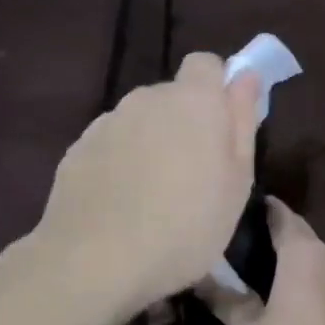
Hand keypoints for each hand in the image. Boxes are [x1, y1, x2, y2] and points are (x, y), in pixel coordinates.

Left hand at [36, 53, 261, 311]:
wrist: (95, 261)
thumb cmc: (186, 225)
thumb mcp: (237, 181)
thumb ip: (242, 121)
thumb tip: (246, 77)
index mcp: (194, 100)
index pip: (207, 63)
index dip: (218, 87)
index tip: (223, 125)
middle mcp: (147, 98)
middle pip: (173, 96)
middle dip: (186, 122)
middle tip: (196, 174)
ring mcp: (108, 122)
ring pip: (141, 121)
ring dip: (152, 142)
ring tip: (155, 195)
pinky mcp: (78, 149)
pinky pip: (112, 145)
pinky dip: (121, 163)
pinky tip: (123, 204)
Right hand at [201, 198, 324, 324]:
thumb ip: (229, 300)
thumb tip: (206, 279)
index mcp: (305, 254)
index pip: (283, 216)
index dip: (264, 211)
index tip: (243, 211)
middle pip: (303, 243)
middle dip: (278, 246)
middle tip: (245, 255)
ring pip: (320, 270)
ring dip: (297, 274)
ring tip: (266, 286)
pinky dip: (313, 295)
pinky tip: (294, 313)